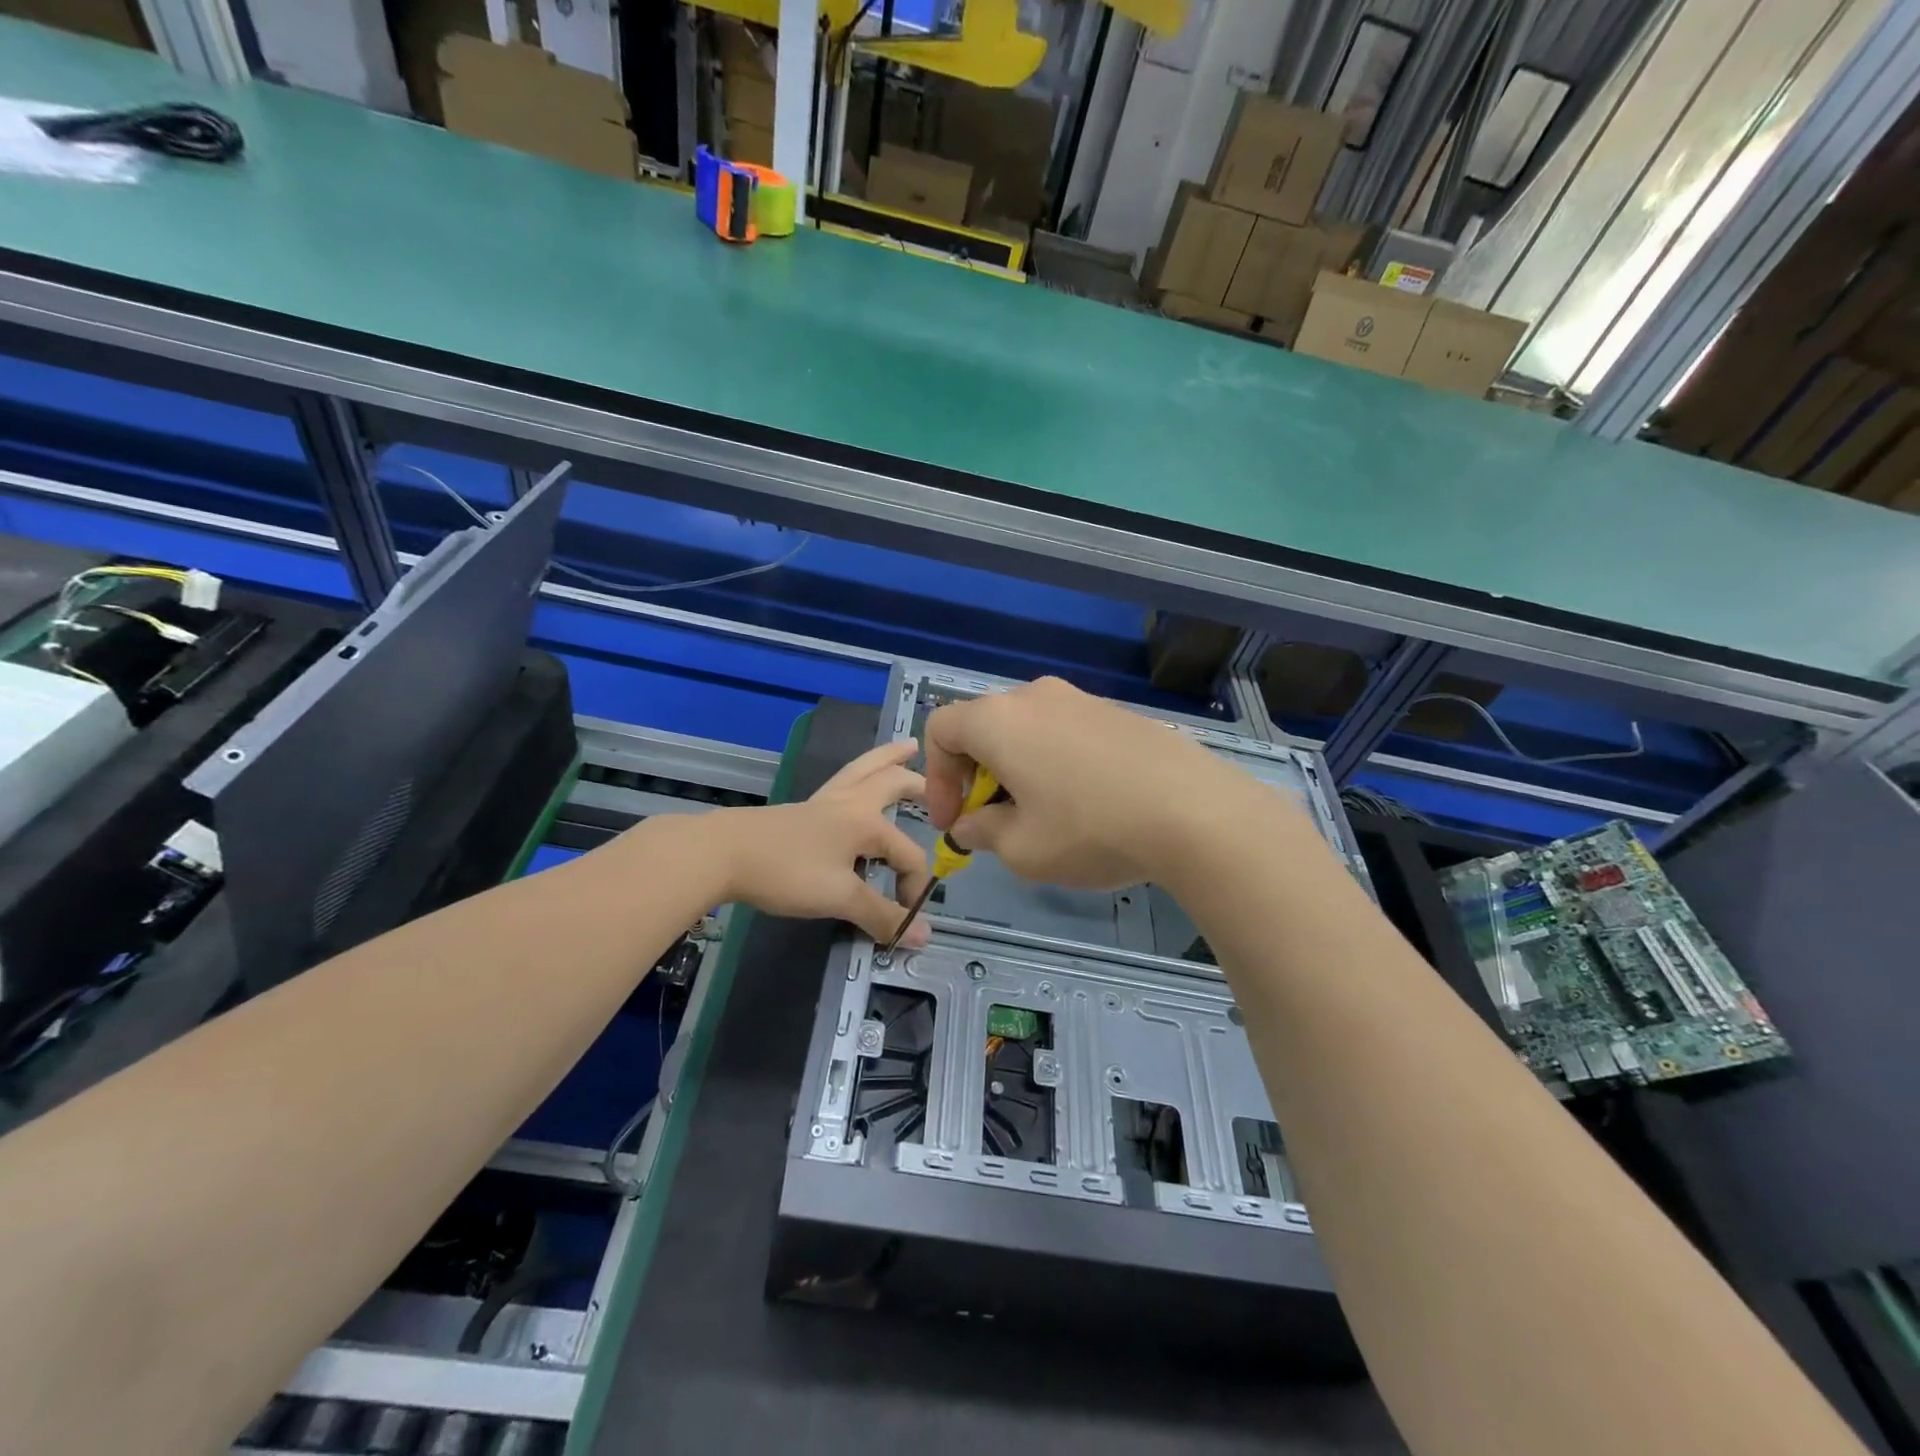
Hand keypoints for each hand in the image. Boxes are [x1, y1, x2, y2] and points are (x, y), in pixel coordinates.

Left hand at [709, 740, 932, 946]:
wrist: (722, 853)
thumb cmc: (786, 871)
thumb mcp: (839, 897)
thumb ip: (882, 915)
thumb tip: (924, 937)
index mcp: (866, 822)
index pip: (908, 854)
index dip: (914, 888)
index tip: (905, 921)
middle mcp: (850, 803)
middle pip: (891, 782)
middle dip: (919, 784)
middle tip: (941, 786)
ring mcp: (823, 802)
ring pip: (864, 770)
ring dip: (889, 759)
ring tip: (907, 747)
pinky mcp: (801, 809)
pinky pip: (842, 782)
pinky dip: (860, 775)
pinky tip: (853, 788)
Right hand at [923, 677, 1267, 890]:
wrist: (1194, 810)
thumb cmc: (1090, 829)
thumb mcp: (1022, 849)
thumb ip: (983, 833)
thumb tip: (972, 824)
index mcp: (999, 720)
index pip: (941, 730)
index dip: (936, 778)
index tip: (955, 821)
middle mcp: (1036, 696)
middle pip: (985, 727)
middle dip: (977, 775)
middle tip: (993, 821)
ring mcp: (1082, 699)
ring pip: (1028, 730)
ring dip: (1017, 770)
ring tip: (1041, 816)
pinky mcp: (1118, 712)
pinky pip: (1066, 732)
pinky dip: (1055, 762)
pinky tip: (1085, 803)